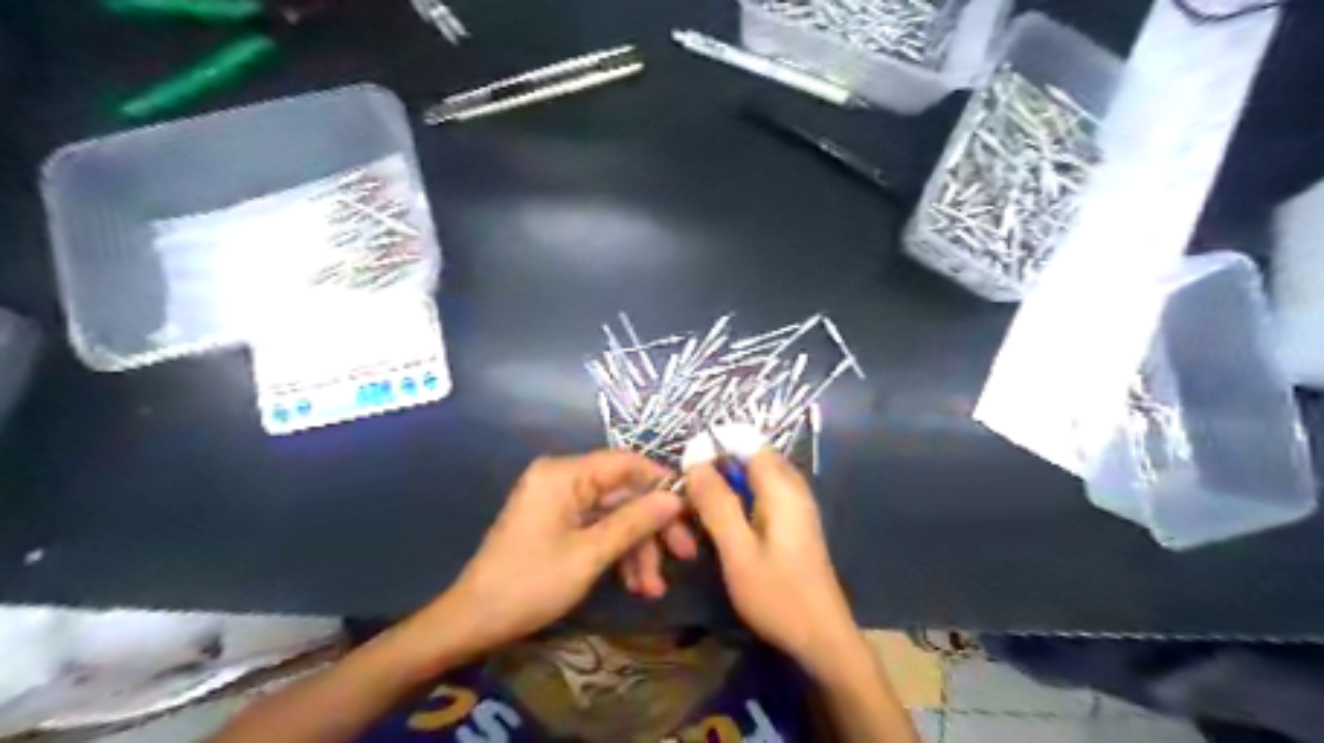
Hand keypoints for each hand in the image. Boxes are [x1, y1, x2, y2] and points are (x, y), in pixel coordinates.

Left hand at [431, 452, 686, 654]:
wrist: (473, 621)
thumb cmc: (530, 584)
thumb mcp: (589, 554)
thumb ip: (635, 521)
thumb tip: (676, 497)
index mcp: (564, 474)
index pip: (626, 463)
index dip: (662, 483)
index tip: (692, 510)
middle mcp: (563, 478)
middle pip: (623, 492)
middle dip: (652, 528)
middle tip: (684, 557)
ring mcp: (560, 501)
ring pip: (614, 514)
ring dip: (637, 549)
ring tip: (652, 589)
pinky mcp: (558, 521)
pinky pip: (597, 527)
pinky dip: (617, 552)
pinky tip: (634, 585)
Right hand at [681, 448, 859, 675]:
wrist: (821, 638)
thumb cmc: (777, 596)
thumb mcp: (738, 552)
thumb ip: (717, 505)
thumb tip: (695, 462)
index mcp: (782, 487)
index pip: (746, 441)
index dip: (714, 447)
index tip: (686, 471)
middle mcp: (793, 486)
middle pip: (750, 457)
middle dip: (718, 468)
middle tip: (691, 496)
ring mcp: (797, 504)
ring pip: (755, 476)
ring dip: (727, 486)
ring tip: (701, 512)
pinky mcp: (794, 521)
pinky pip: (762, 494)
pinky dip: (740, 501)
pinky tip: (723, 527)